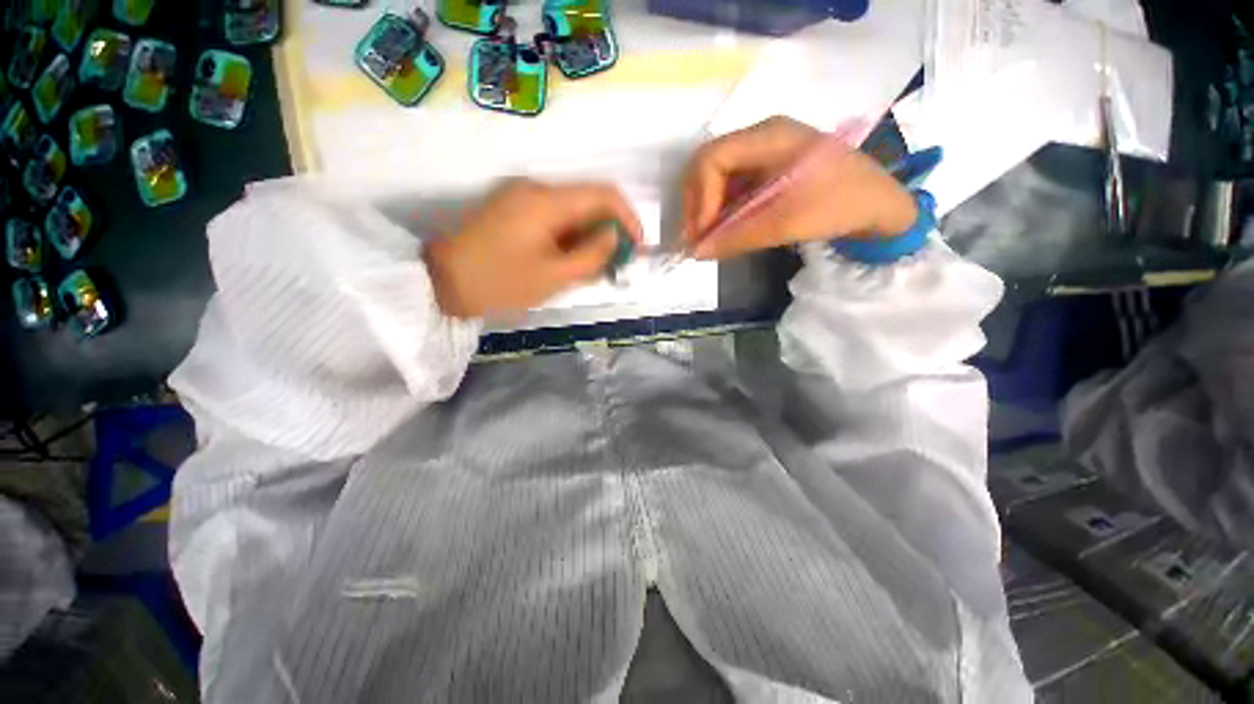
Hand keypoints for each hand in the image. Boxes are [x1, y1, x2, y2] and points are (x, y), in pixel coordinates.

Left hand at [425, 179, 641, 318]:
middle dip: (609, 231)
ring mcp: (522, 197)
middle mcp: (536, 188)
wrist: (441, 282)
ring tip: (594, 268)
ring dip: (589, 236)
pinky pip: (554, 217)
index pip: (604, 194)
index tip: (636, 247)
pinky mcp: (513, 209)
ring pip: (572, 211)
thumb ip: (592, 255)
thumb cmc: (500, 282)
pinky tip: (570, 260)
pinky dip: (570, 237)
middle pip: (589, 201)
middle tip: (616, 264)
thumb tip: (615, 236)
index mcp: (547, 200)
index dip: (628, 218)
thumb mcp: (554, 276)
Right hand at [681, 116, 918, 259]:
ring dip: (706, 212)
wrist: (879, 206)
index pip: (712, 159)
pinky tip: (723, 233)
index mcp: (769, 137)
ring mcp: (762, 155)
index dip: (699, 198)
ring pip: (716, 180)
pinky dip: (721, 213)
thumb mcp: (786, 223)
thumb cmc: (839, 204)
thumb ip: (737, 237)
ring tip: (707, 241)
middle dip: (696, 205)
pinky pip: (731, 190)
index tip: (701, 234)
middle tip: (695, 240)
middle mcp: (760, 139)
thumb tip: (695, 253)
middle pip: (708, 166)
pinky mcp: (766, 173)